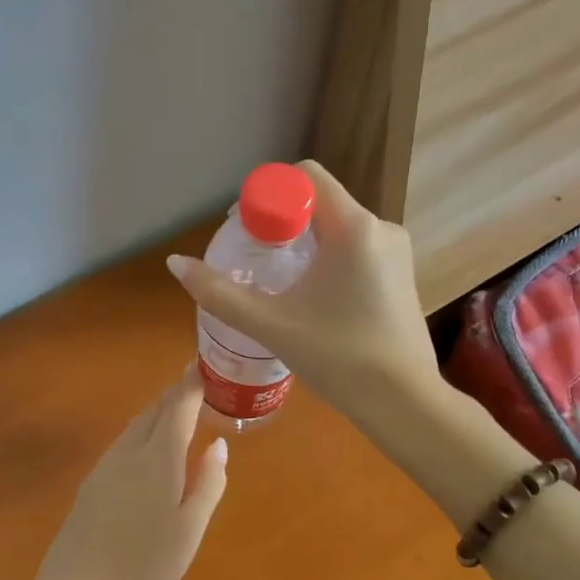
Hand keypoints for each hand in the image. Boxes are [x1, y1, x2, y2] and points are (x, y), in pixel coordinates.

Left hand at [36, 367, 229, 579]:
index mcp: (158, 461)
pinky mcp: (90, 486)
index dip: (192, 384)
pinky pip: (122, 443)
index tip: (204, 365)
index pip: (178, 408)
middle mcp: (129, 454)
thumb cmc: (143, 568)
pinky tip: (146, 446)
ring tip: (176, 408)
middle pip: (153, 412)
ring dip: (157, 411)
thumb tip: (219, 445)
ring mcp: (105, 469)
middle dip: (175, 393)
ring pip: (134, 426)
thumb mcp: (189, 532)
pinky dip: (141, 431)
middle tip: (195, 381)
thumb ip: (208, 485)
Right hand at [166, 161, 440, 421]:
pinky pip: (356, 247)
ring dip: (304, 243)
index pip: (305, 177)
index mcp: (354, 227)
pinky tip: (313, 297)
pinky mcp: (402, 273)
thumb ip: (220, 293)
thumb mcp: (272, 325)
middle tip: (254, 260)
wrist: (404, 402)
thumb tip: (175, 263)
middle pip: (319, 202)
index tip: (247, 232)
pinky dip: (328, 258)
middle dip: (282, 223)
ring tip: (280, 283)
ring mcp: (396, 251)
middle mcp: (381, 227)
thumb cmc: (339, 359)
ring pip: (338, 226)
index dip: (268, 195)